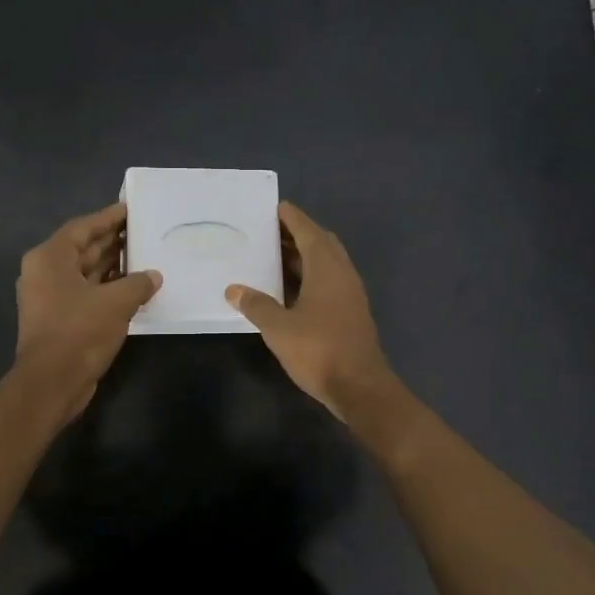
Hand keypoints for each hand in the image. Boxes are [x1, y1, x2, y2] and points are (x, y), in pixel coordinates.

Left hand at [14, 203, 160, 421]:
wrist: (52, 382)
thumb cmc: (80, 331)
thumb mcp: (116, 302)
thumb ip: (138, 283)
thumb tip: (153, 276)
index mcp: (50, 258)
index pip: (83, 228)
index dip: (108, 218)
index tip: (130, 209)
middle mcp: (44, 273)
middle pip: (82, 249)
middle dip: (112, 241)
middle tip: (142, 231)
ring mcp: (49, 298)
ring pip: (85, 273)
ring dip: (112, 266)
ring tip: (144, 256)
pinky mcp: (58, 319)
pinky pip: (86, 293)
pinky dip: (107, 289)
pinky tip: (134, 288)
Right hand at [226, 202, 397, 422]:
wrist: (360, 387)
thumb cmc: (319, 350)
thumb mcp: (279, 327)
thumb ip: (256, 305)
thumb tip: (234, 289)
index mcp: (327, 268)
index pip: (309, 231)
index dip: (292, 218)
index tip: (275, 207)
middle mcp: (342, 274)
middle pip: (321, 243)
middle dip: (297, 234)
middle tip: (269, 232)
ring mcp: (350, 294)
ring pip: (326, 264)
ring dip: (303, 256)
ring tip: (273, 255)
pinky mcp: (350, 313)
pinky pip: (328, 282)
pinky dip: (309, 276)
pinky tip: (289, 289)